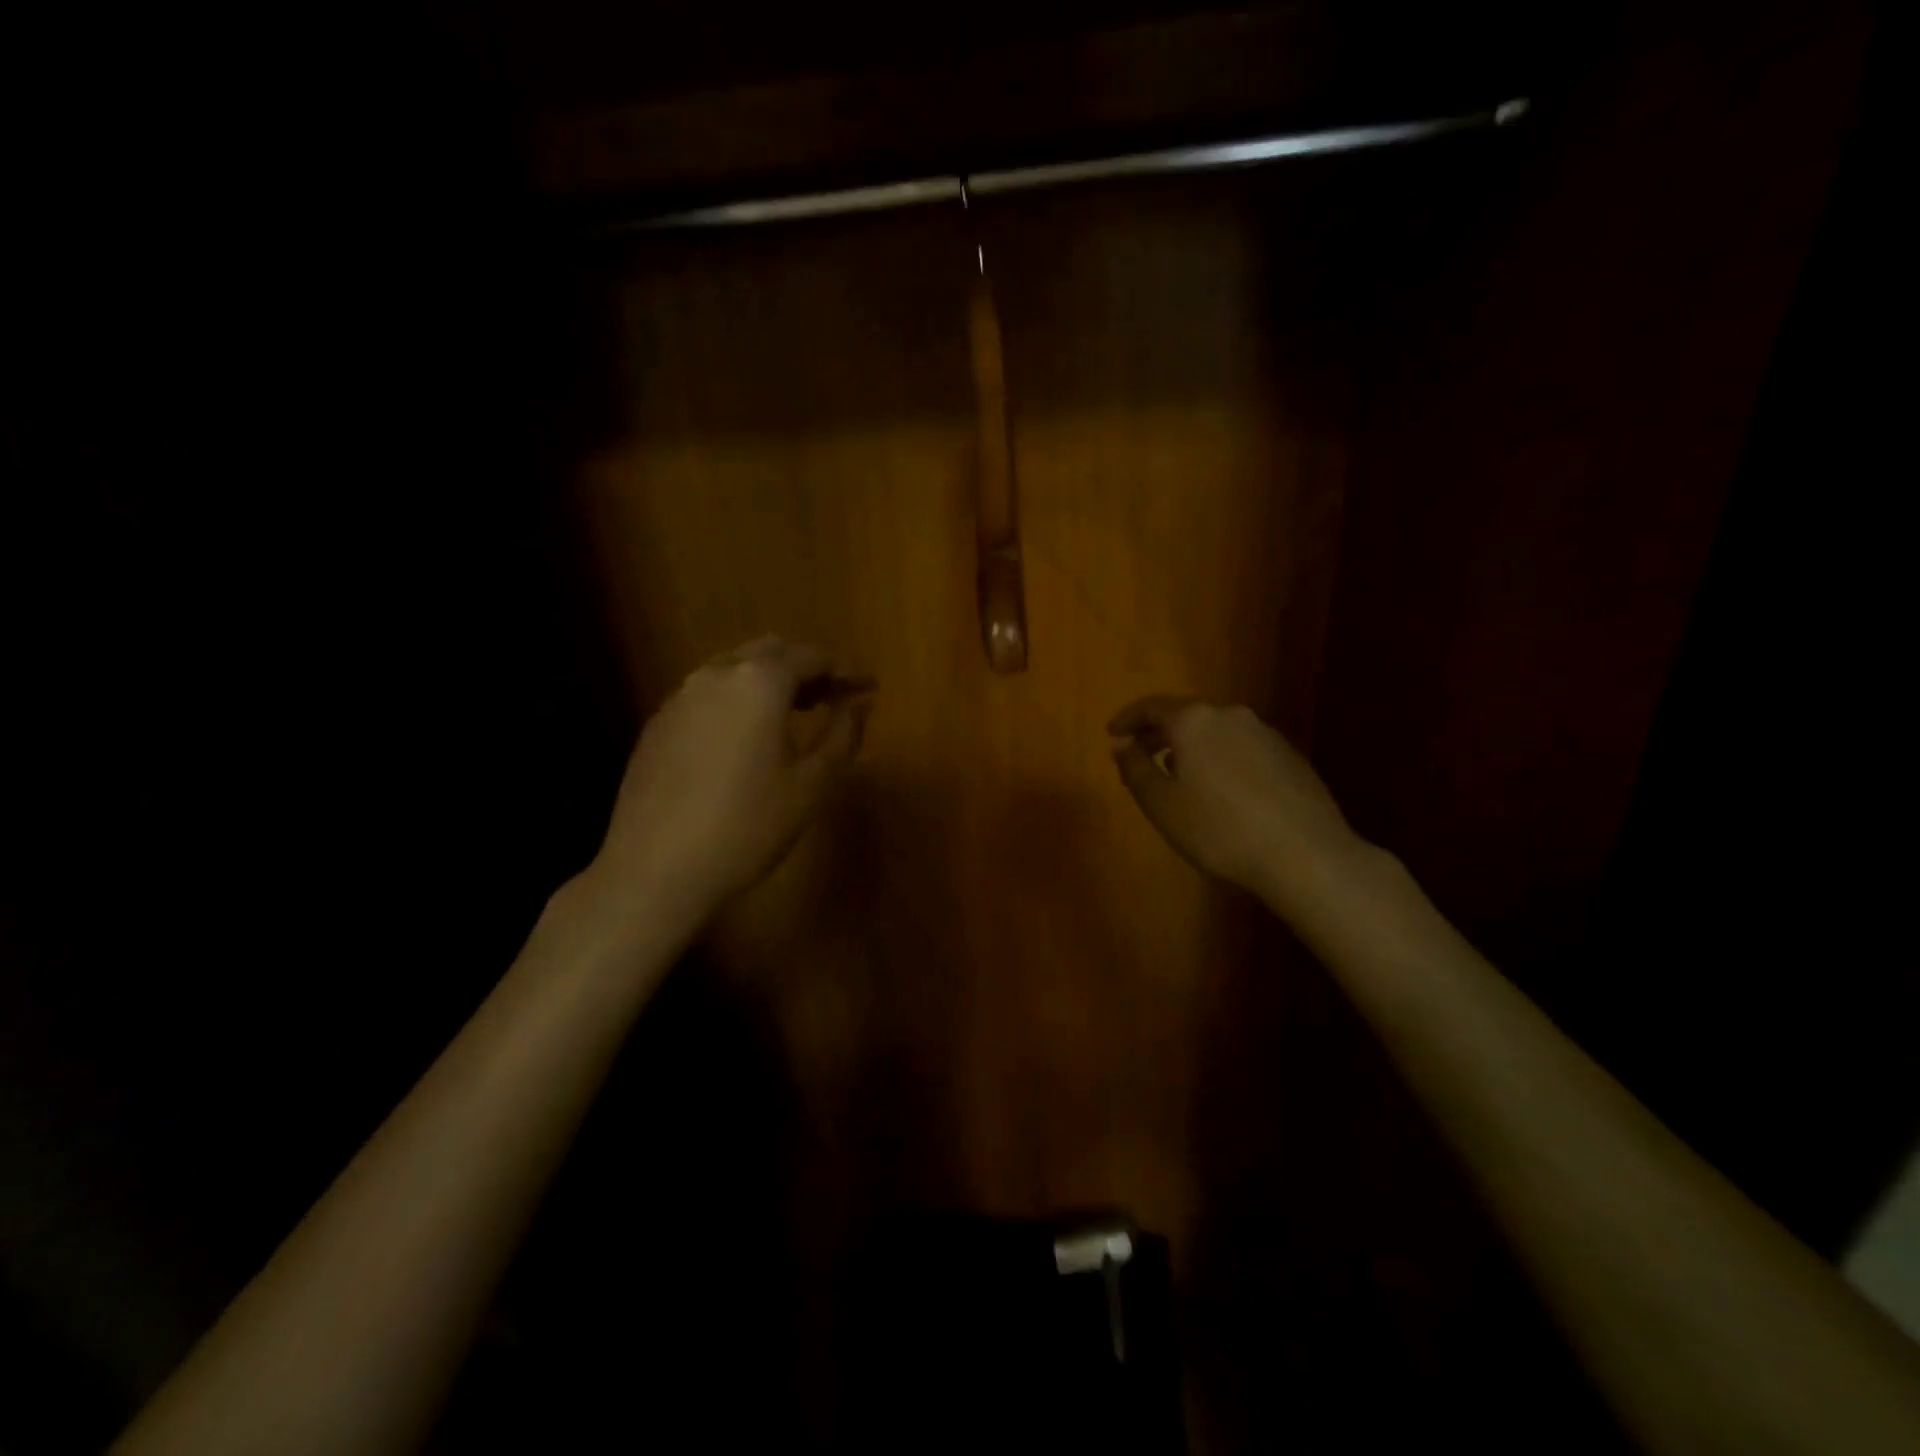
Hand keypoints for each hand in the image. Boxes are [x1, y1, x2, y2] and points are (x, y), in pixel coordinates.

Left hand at [594, 636, 873, 915]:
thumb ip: (843, 734)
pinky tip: (747, 736)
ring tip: (796, 712)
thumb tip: (861, 702)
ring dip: (770, 680)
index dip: (846, 669)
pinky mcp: (657, 724)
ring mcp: (680, 697)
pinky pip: (708, 694)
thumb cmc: (748, 826)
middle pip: (770, 651)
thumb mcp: (812, 784)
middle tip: (834, 696)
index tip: (869, 686)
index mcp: (759, 682)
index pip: (812, 656)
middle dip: (807, 666)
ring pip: (735, 669)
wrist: (656, 869)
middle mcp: (716, 675)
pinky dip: (738, 699)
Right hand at [1108, 696, 1362, 902]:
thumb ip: (1135, 769)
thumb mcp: (1161, 804)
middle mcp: (1231, 716)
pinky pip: (1241, 749)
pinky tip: (1222, 793)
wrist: (1305, 854)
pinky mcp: (1290, 757)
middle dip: (1159, 735)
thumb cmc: (1219, 829)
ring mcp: (1266, 734)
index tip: (1112, 734)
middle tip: (1140, 758)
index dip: (1127, 719)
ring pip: (1216, 733)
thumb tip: (1121, 745)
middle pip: (1185, 717)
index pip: (1151, 707)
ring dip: (1192, 749)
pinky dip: (1221, 760)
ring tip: (1180, 779)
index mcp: (1194, 721)